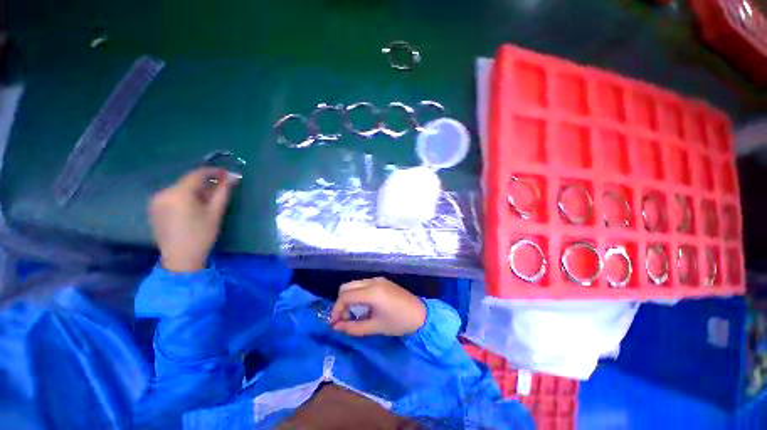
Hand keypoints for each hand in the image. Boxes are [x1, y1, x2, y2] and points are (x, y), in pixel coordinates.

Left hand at [149, 168, 239, 271]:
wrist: (181, 258)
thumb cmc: (202, 234)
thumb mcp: (216, 212)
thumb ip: (223, 191)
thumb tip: (233, 176)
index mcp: (178, 193)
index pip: (197, 174)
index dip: (214, 171)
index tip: (227, 173)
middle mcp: (163, 192)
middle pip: (188, 181)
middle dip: (205, 182)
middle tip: (221, 187)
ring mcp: (156, 201)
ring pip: (180, 188)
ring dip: (196, 190)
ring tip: (209, 198)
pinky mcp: (154, 209)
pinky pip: (172, 196)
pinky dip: (185, 196)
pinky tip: (194, 206)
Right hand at [331, 277, 426, 336]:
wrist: (421, 314)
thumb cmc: (399, 322)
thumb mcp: (375, 327)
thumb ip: (353, 328)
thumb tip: (336, 327)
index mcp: (372, 292)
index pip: (345, 296)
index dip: (336, 310)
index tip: (335, 324)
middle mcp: (372, 281)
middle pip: (346, 287)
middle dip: (341, 303)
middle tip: (344, 319)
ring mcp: (377, 279)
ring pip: (354, 284)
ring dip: (349, 298)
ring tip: (353, 315)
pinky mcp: (381, 280)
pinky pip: (363, 284)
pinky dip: (357, 294)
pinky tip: (363, 307)